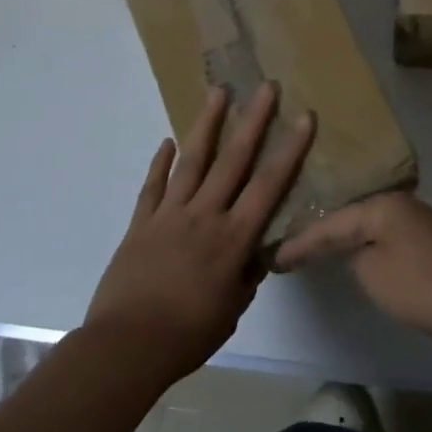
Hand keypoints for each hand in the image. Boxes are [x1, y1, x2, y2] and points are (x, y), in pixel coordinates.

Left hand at [85, 83, 314, 382]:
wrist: (127, 345)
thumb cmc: (187, 334)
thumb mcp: (232, 309)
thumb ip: (247, 274)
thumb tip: (257, 250)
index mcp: (233, 238)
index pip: (269, 185)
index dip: (290, 150)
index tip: (304, 117)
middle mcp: (204, 215)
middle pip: (233, 159)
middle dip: (253, 120)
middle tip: (266, 86)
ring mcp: (169, 214)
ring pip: (192, 160)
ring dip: (206, 124)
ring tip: (218, 92)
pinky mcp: (141, 222)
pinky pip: (153, 186)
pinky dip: (160, 162)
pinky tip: (167, 142)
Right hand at [275, 192, 431, 357]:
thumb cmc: (417, 287)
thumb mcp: (370, 272)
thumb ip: (351, 256)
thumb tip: (356, 251)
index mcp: (382, 204)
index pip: (330, 222)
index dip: (302, 241)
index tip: (276, 257)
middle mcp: (399, 203)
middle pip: (350, 217)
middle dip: (322, 234)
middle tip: (291, 247)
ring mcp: (417, 222)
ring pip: (369, 228)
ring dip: (345, 240)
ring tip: (315, 249)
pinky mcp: (428, 244)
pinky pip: (385, 240)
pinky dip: (366, 249)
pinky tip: (354, 257)